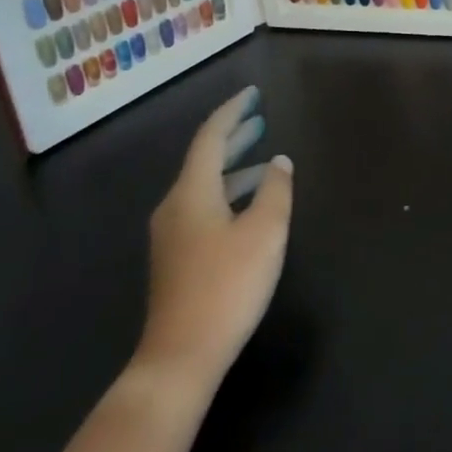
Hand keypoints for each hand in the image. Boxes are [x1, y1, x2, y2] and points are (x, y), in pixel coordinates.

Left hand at [133, 86, 292, 396]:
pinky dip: (228, 194)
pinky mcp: (177, 258)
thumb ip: (275, 190)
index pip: (211, 138)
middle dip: (233, 137)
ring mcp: (172, 235)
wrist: (181, 356)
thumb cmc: (228, 285)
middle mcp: (175, 207)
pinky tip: (249, 207)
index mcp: (192, 193)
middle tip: (260, 119)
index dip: (233, 112)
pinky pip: (203, 208)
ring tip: (265, 162)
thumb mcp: (265, 232)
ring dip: (234, 168)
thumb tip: (279, 162)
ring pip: (204, 186)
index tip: (253, 95)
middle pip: (204, 160)